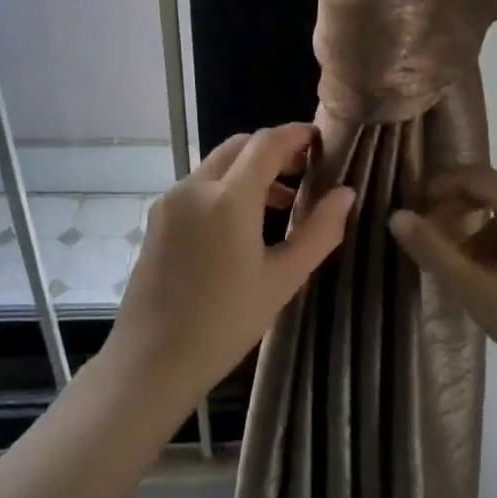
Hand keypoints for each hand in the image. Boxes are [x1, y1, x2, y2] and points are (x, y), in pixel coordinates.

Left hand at [109, 124, 353, 408]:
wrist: (150, 362)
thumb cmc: (225, 324)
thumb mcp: (283, 280)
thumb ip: (319, 231)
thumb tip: (346, 193)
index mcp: (229, 198)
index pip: (267, 143)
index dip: (297, 135)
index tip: (321, 141)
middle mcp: (196, 187)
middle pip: (240, 146)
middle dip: (274, 150)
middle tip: (306, 171)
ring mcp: (171, 200)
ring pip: (218, 164)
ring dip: (250, 169)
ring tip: (283, 202)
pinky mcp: (158, 218)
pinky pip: (199, 185)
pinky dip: (227, 186)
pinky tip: (243, 222)